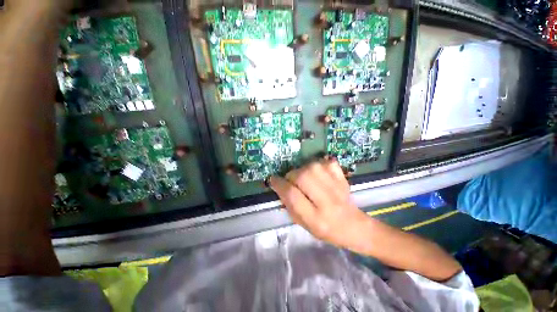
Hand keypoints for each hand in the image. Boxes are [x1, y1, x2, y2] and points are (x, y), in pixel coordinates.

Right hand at [269, 159, 369, 248]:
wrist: (354, 226)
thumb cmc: (326, 230)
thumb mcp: (304, 224)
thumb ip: (290, 205)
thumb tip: (280, 186)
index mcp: (315, 218)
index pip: (292, 195)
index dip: (280, 185)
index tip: (273, 180)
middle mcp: (327, 201)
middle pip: (302, 177)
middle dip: (291, 176)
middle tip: (291, 180)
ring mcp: (337, 188)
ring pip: (313, 167)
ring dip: (303, 169)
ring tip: (304, 177)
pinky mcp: (343, 179)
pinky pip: (328, 163)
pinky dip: (320, 164)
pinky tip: (319, 172)